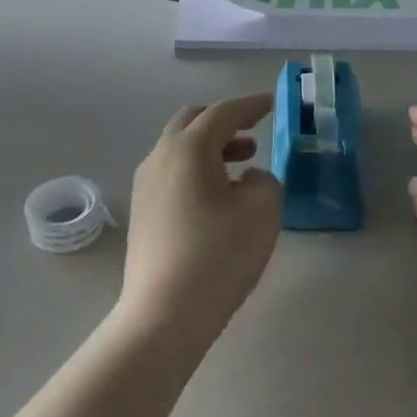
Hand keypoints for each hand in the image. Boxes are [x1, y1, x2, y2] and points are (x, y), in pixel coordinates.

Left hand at [121, 94, 282, 336]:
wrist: (166, 313)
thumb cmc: (219, 255)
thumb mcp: (262, 211)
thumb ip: (266, 180)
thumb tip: (250, 177)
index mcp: (189, 149)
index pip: (223, 112)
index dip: (252, 106)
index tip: (273, 103)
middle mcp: (160, 157)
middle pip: (192, 122)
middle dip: (225, 122)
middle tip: (254, 133)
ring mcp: (145, 185)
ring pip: (180, 149)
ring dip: (211, 148)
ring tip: (243, 166)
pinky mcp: (143, 212)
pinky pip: (172, 173)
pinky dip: (197, 170)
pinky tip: (218, 197)